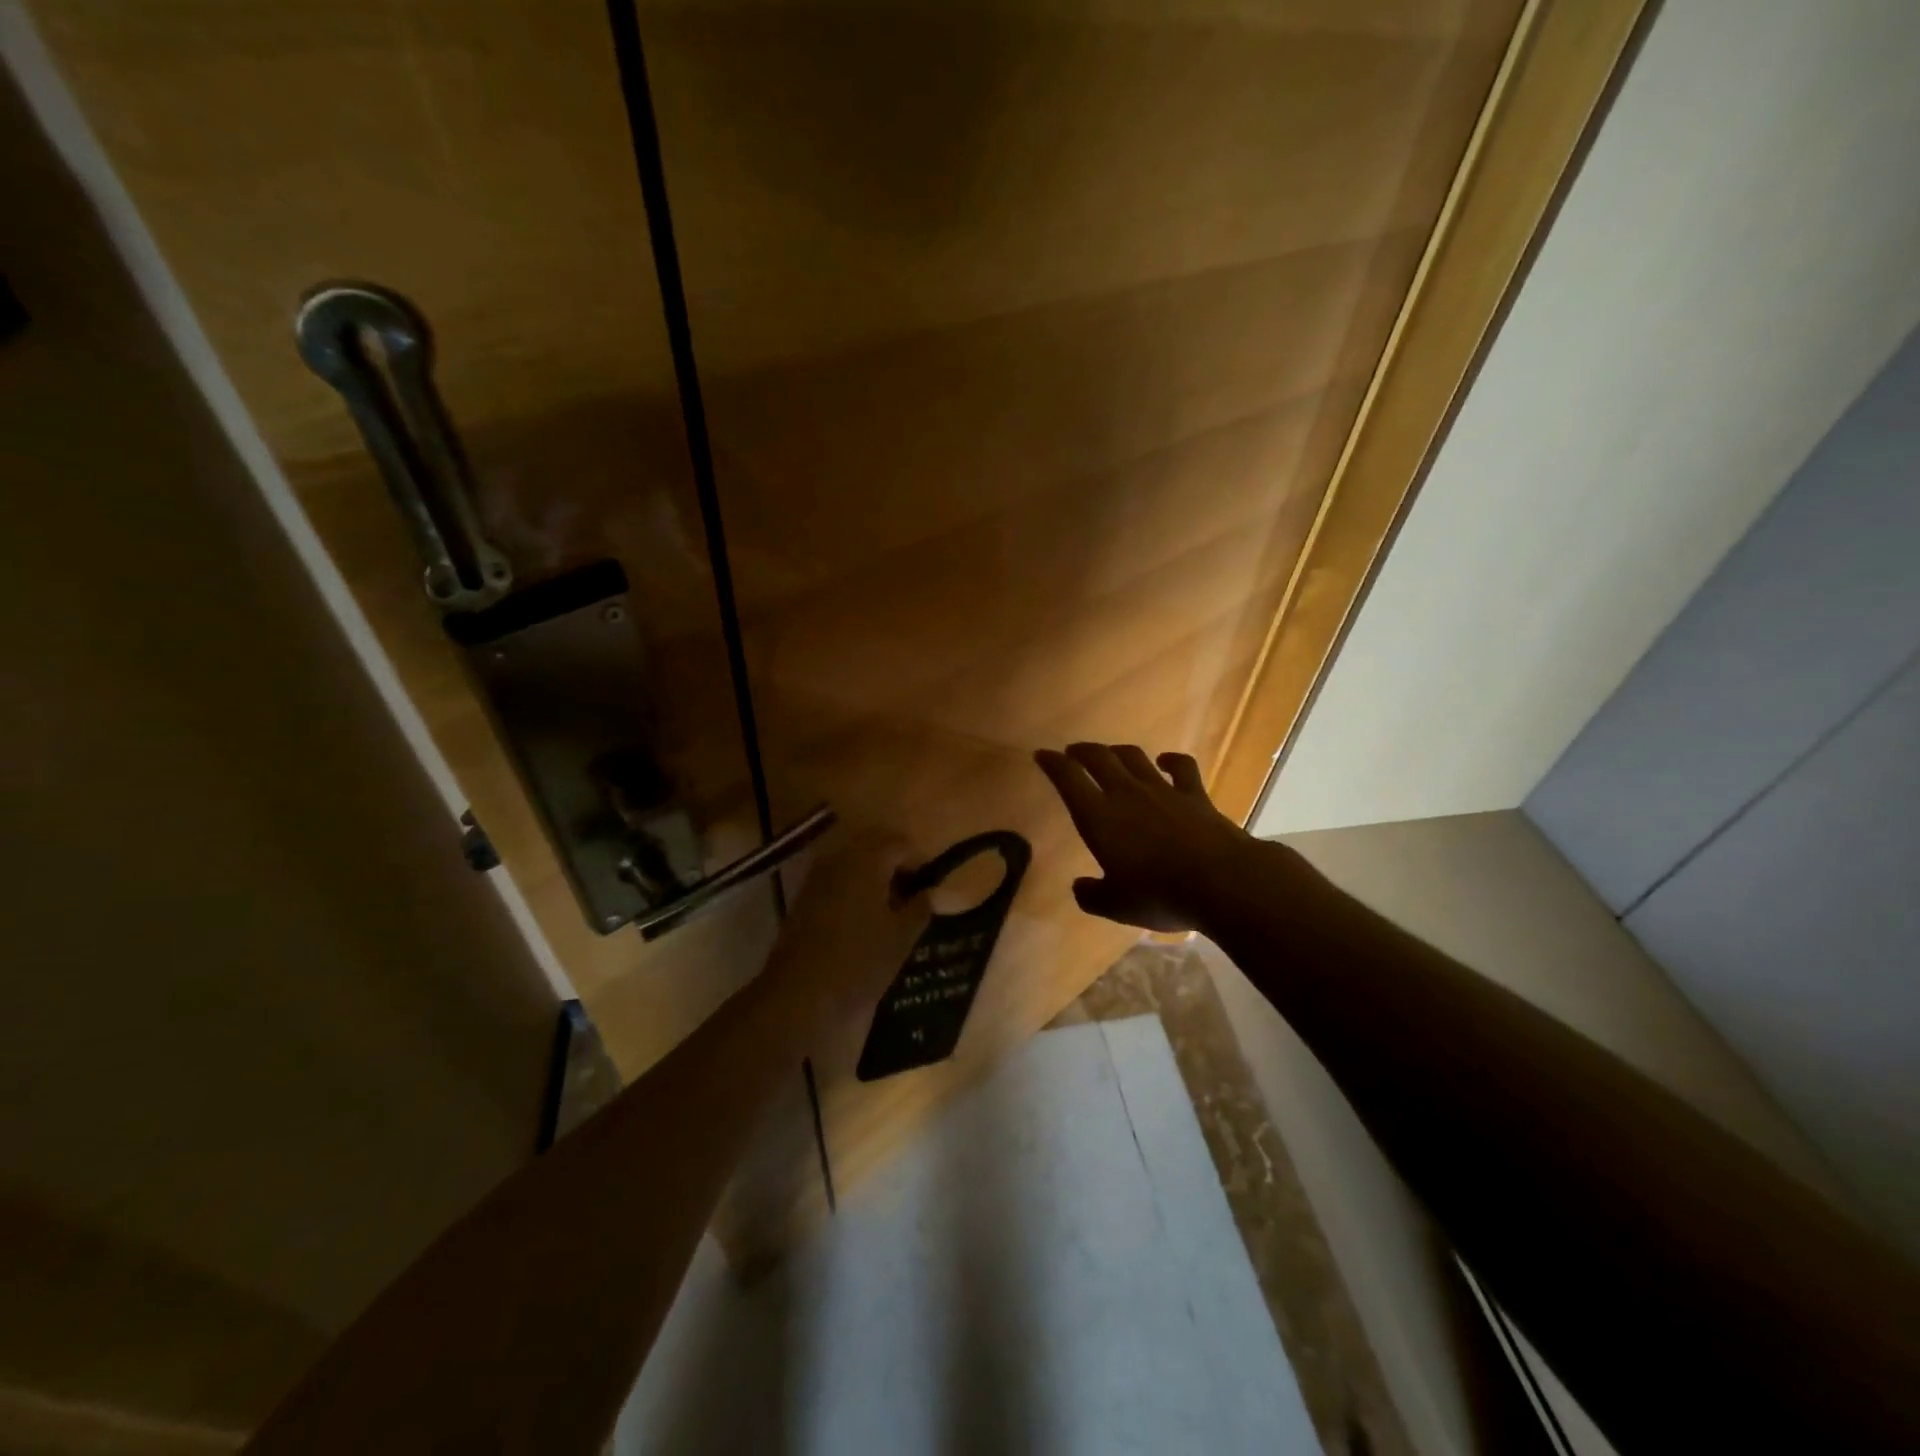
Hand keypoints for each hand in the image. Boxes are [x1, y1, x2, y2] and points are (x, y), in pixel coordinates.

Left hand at [762, 829, 932, 1057]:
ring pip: (852, 863)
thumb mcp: (901, 937)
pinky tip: (863, 919)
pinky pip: (835, 881)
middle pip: (873, 846)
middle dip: (894, 864)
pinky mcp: (803, 898)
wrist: (800, 997)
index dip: (919, 861)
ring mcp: (816, 877)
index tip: (930, 887)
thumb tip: (930, 893)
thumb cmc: (860, 962)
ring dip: (872, 876)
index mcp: (868, 860)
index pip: (900, 843)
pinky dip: (852, 890)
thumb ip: (920, 908)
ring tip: (888, 909)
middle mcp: (839, 859)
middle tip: (910, 894)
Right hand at [1034, 742, 1259, 932]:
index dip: (1053, 764)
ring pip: (1134, 757)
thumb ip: (1092, 895)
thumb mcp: (1116, 906)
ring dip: (1117, 751)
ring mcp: (1162, 790)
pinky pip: (1181, 767)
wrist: (1222, 882)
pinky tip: (1165, 761)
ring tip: (1109, 753)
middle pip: (1099, 758)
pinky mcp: (1194, 795)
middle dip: (1082, 751)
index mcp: (1098, 816)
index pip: (1068, 779)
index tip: (1042, 755)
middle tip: (1072, 752)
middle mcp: (1126, 794)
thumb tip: (1079, 887)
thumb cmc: (1159, 894)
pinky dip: (1171, 760)